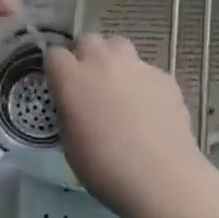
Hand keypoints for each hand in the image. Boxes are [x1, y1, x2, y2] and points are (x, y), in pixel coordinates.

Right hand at [45, 34, 209, 213]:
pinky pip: (146, 69)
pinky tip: (150, 108)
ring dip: (114, 59)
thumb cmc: (105, 169)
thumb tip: (75, 103)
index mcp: (72, 79)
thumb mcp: (70, 144)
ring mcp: (136, 66)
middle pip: (88, 40)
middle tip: (90, 82)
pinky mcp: (164, 76)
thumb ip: (69, 112)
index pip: (55, 54)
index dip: (57, 69)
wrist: (160, 177)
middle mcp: (102, 63)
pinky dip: (143, 82)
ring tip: (120, 86)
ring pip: (119, 45)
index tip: (61, 86)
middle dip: (86, 55)